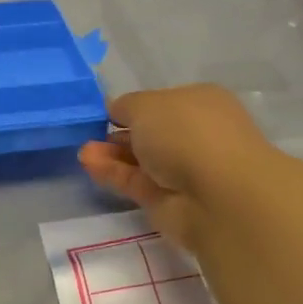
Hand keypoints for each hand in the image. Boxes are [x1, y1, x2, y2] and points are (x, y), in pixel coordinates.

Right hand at [79, 85, 274, 249]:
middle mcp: (195, 135)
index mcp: (200, 102)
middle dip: (120, 132)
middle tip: (89, 134)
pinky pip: (135, 182)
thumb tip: (115, 110)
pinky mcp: (168, 201)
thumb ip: (125, 106)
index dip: (134, 107)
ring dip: (112, 154)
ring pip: (141, 160)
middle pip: (151, 133)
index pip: (162, 102)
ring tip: (83, 151)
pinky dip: (112, 173)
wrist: (219, 195)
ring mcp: (183, 170)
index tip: (105, 112)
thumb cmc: (187, 133)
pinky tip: (89, 164)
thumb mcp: (146, 104)